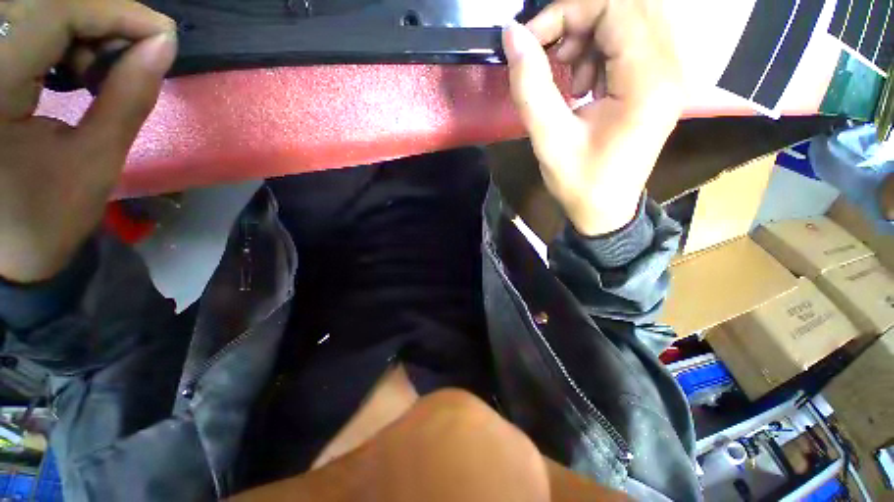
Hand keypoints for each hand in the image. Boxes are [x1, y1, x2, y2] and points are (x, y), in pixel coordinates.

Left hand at [0, 0, 175, 282]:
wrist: (7, 250)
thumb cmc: (48, 215)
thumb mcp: (96, 159)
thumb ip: (128, 96)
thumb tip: (163, 46)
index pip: (56, 13)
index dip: (116, 13)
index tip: (163, 33)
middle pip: (44, 5)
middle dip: (100, 19)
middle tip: (135, 52)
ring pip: (34, 12)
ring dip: (80, 28)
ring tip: (100, 68)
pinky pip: (22, 30)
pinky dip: (59, 37)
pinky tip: (73, 67)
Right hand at [503, 0, 682, 235]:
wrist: (605, 210)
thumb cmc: (579, 183)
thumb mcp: (549, 140)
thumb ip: (530, 86)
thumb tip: (511, 36)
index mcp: (648, 82)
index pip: (616, 9)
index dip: (567, 12)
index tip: (531, 41)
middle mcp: (669, 68)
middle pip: (627, 7)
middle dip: (577, 20)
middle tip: (549, 54)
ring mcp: (666, 74)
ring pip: (629, 20)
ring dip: (588, 36)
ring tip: (566, 76)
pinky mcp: (655, 82)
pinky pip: (630, 42)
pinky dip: (599, 51)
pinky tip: (582, 83)